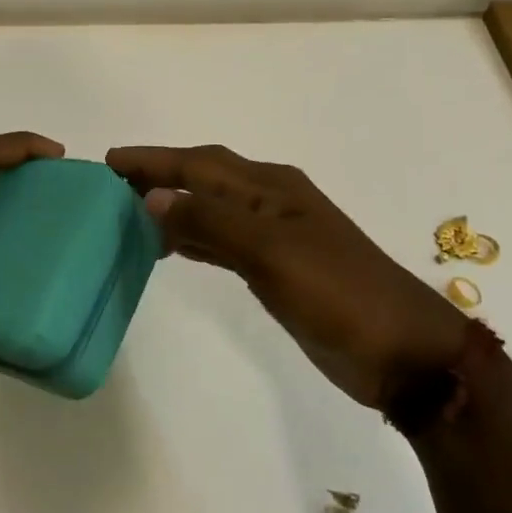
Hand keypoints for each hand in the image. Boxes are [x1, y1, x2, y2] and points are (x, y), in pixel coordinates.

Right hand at [106, 144, 468, 407]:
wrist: (402, 352)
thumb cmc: (338, 294)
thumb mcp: (272, 252)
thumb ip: (212, 221)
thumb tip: (154, 197)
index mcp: (271, 187)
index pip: (198, 164)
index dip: (154, 161)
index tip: (109, 161)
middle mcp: (270, 202)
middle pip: (203, 178)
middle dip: (159, 175)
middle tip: (111, 184)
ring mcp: (275, 236)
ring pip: (211, 208)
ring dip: (172, 205)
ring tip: (129, 211)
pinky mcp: (276, 268)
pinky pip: (220, 240)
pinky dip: (192, 237)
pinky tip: (170, 246)